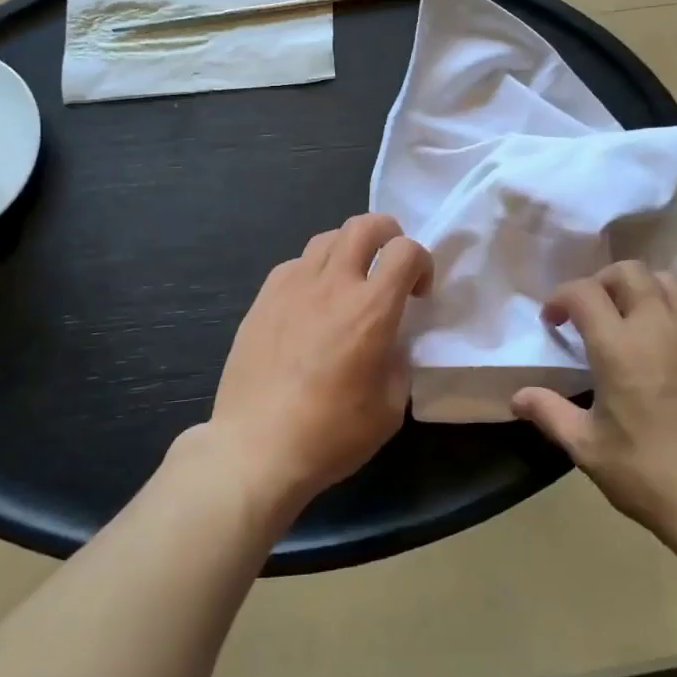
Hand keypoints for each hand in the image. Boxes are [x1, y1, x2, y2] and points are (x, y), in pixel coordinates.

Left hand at [205, 213, 431, 517]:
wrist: (255, 451)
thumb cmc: (330, 435)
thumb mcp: (390, 408)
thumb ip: (399, 362)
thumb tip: (391, 342)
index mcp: (370, 310)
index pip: (405, 250)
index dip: (421, 262)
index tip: (418, 293)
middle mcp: (333, 285)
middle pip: (364, 225)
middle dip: (388, 234)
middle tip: (389, 265)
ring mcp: (292, 288)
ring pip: (327, 238)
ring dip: (349, 249)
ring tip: (350, 281)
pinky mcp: (263, 300)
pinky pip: (295, 264)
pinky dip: (314, 272)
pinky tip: (311, 304)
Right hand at [511, 262, 676, 541]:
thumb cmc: (648, 473)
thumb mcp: (587, 448)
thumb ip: (550, 412)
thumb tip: (517, 397)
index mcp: (619, 345)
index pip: (583, 292)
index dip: (561, 297)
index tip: (554, 319)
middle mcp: (659, 324)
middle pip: (628, 271)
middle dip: (602, 282)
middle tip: (593, 311)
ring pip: (669, 279)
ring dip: (644, 287)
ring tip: (635, 314)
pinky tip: (674, 336)